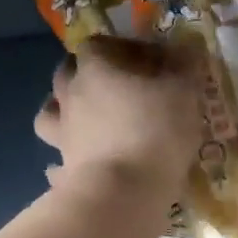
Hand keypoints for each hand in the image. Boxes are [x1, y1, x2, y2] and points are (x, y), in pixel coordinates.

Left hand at [34, 35, 198, 205]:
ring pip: (50, 111)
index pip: (98, 43)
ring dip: (65, 111)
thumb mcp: (184, 91)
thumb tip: (186, 47)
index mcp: (95, 69)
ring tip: (88, 121)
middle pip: (68, 73)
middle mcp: (70, 95)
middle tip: (117, 88)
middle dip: (88, 75)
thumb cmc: (155, 131)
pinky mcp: (62, 168)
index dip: (121, 48)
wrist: (122, 193)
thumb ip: (185, 65)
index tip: (146, 61)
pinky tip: (81, 164)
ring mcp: (61, 133)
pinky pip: (57, 160)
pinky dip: (63, 160)